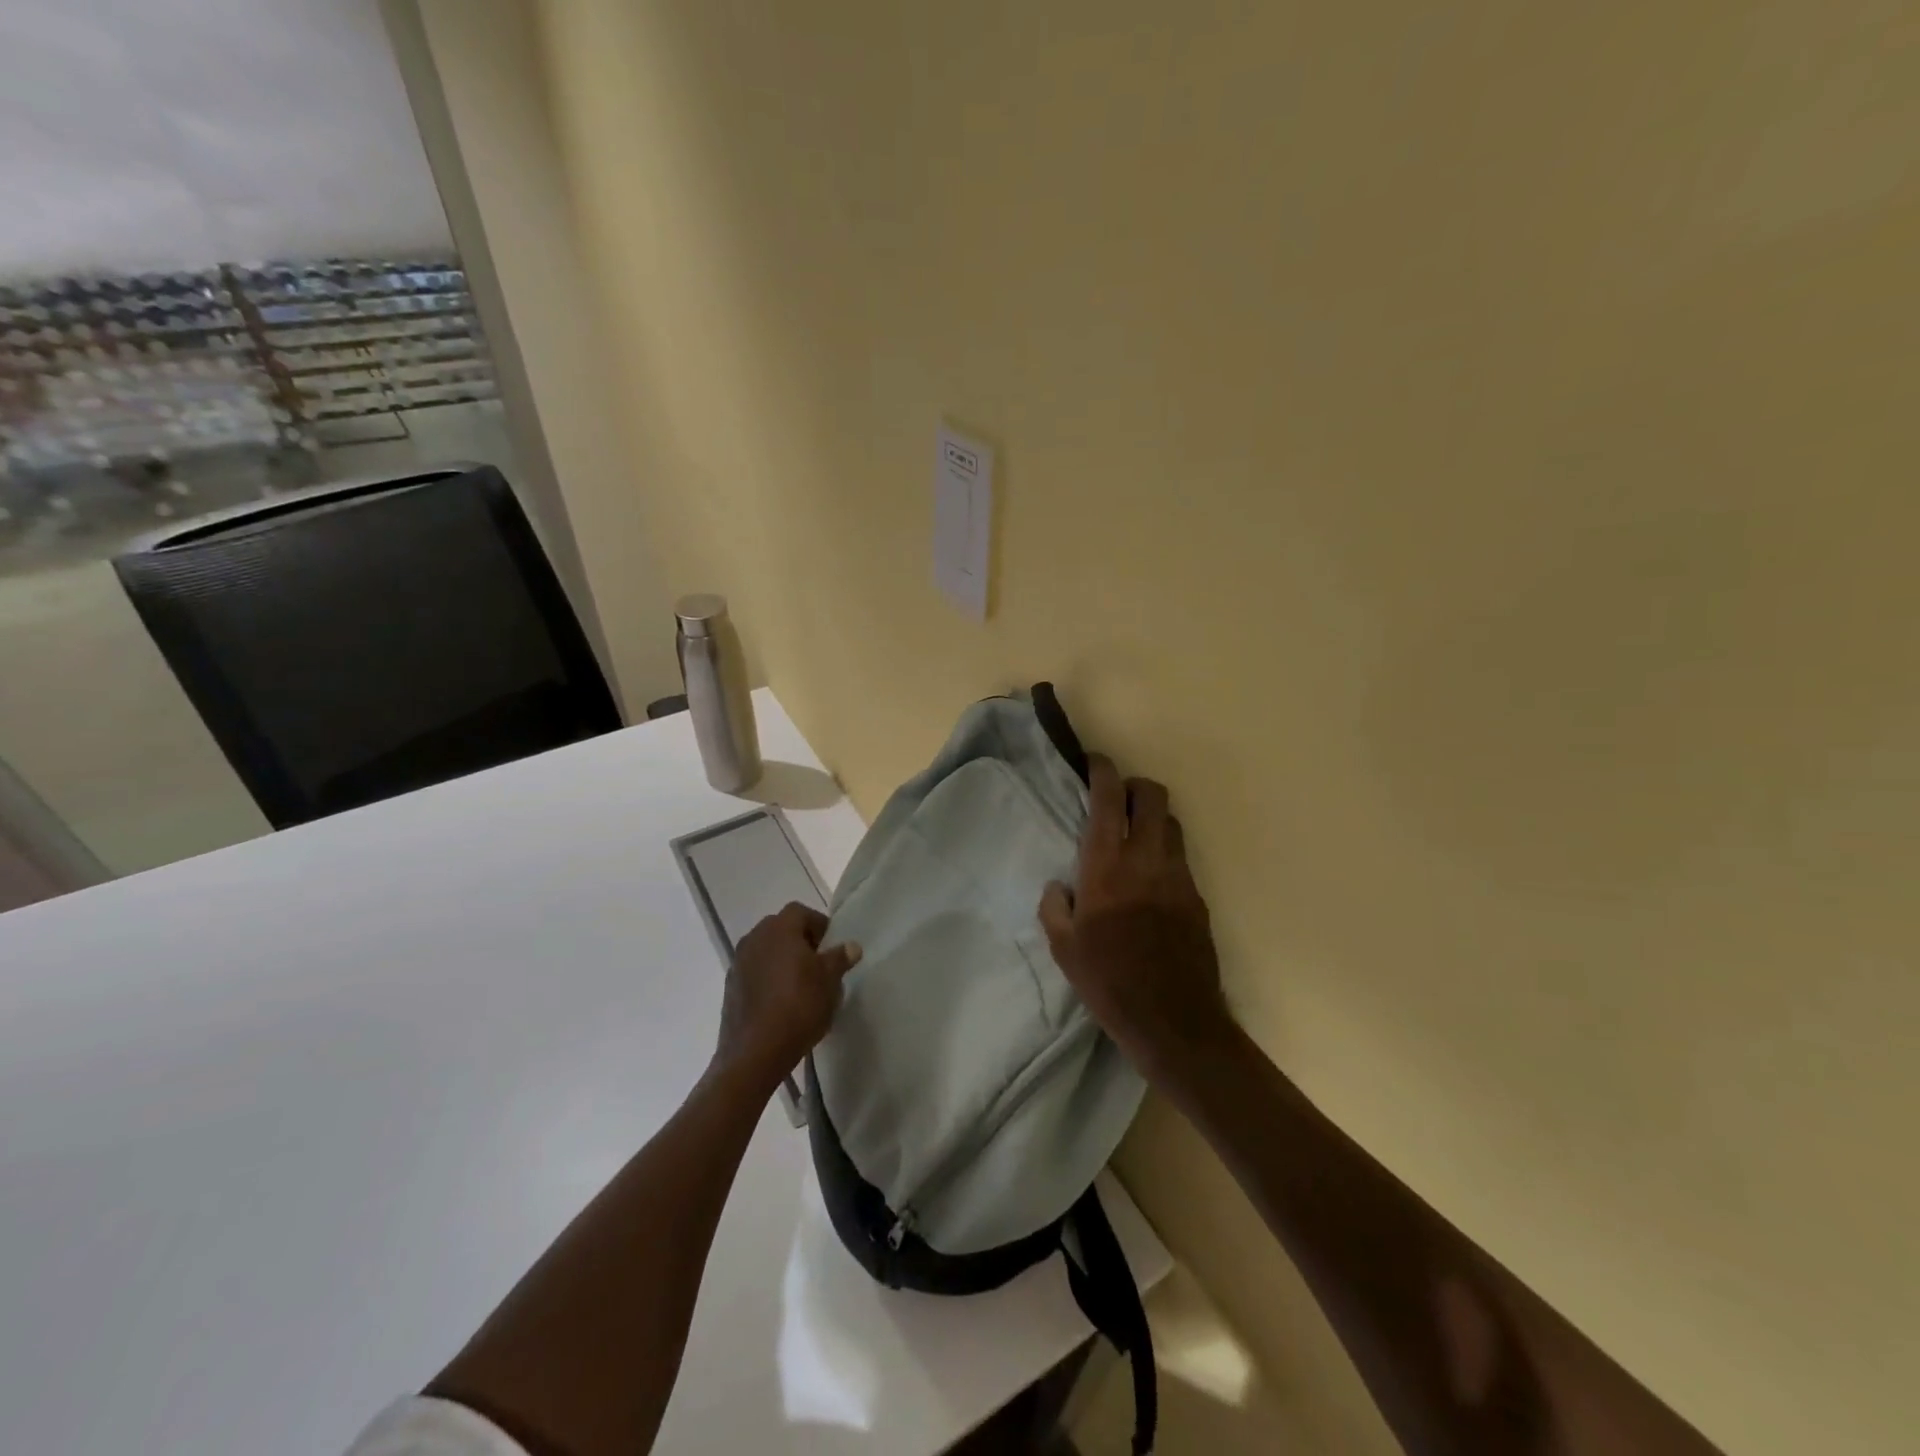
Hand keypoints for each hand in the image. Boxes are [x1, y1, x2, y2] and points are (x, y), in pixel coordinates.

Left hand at [714, 903, 860, 1087]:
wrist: (754, 1053)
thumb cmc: (799, 1007)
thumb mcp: (829, 981)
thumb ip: (840, 958)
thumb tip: (851, 946)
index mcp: (779, 929)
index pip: (801, 912)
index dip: (819, 925)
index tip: (831, 946)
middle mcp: (754, 938)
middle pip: (781, 929)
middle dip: (800, 941)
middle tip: (819, 963)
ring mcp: (738, 963)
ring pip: (766, 951)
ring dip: (783, 960)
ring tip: (801, 984)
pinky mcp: (730, 987)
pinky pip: (755, 972)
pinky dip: (768, 978)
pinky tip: (781, 1001)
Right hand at [1039, 755, 1232, 1083]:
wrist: (1173, 1020)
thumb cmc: (1108, 981)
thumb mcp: (1064, 948)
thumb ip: (1055, 908)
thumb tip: (1059, 887)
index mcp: (1107, 865)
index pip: (1110, 798)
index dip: (1103, 771)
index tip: (1094, 763)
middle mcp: (1146, 859)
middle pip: (1153, 795)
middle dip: (1135, 786)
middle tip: (1117, 799)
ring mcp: (1178, 876)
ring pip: (1171, 823)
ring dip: (1153, 818)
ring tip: (1134, 838)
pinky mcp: (1197, 897)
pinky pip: (1181, 858)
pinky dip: (1164, 853)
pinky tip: (1150, 881)